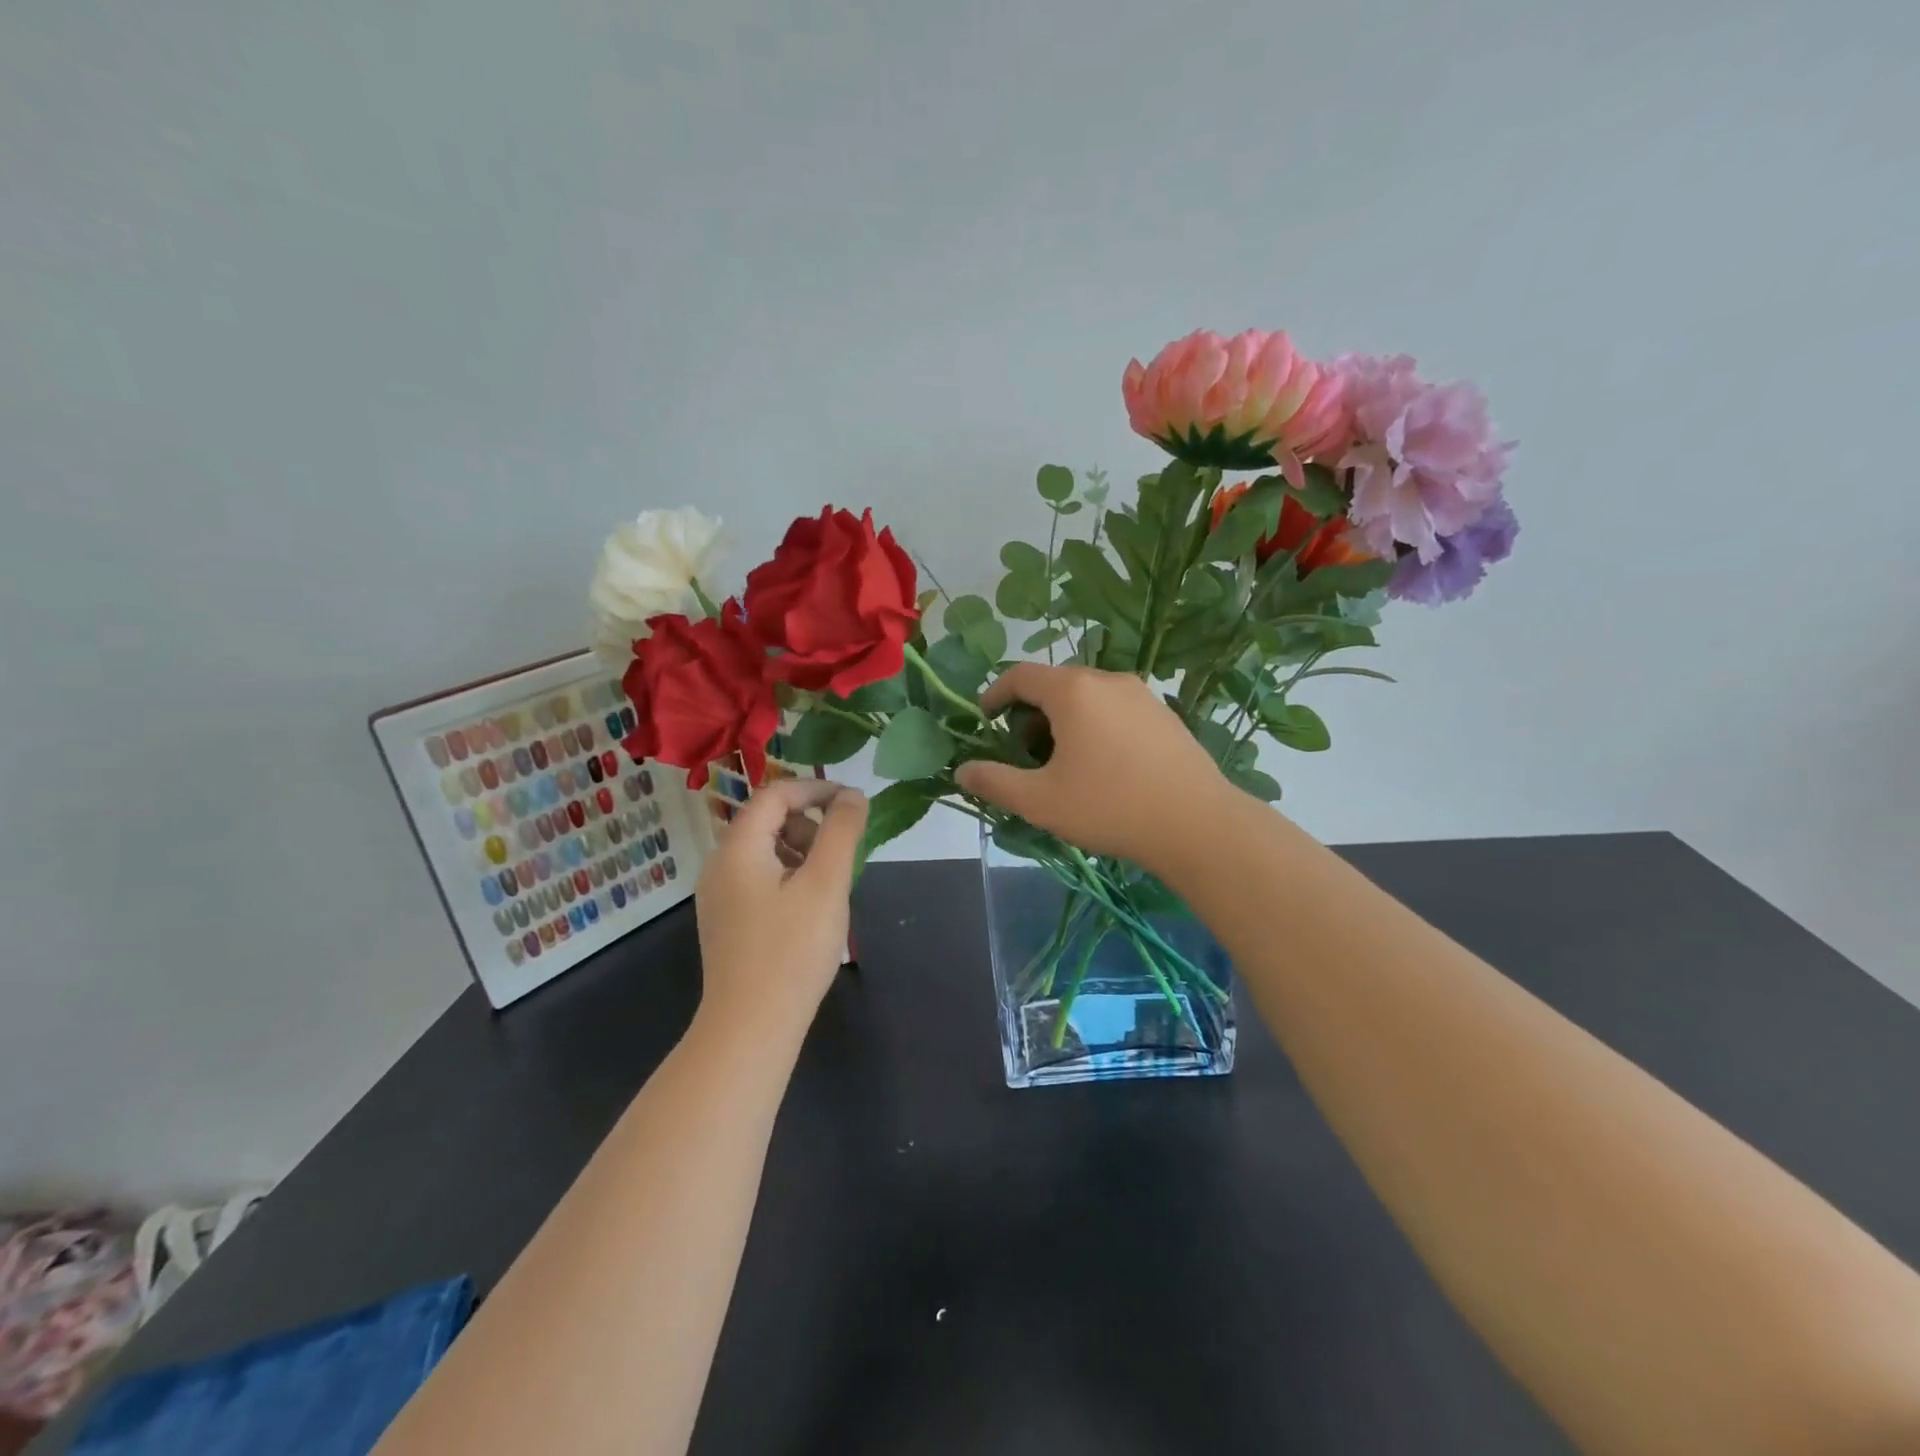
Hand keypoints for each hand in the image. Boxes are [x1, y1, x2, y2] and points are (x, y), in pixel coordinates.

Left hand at [693, 778, 866, 1043]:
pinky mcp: (726, 921)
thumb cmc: (792, 949)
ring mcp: (719, 896)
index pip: (774, 794)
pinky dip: (789, 876)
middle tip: (844, 851)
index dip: (815, 789)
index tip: (852, 802)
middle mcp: (719, 864)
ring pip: (765, 851)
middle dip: (810, 823)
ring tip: (831, 884)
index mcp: (737, 847)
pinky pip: (759, 879)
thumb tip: (852, 795)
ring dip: (802, 852)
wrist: (750, 1027)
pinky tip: (810, 909)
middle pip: (767, 820)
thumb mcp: (826, 883)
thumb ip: (841, 831)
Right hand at [955, 664, 1234, 872]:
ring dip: (1063, 721)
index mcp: (1073, 690)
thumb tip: (962, 771)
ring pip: (1087, 697)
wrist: (1196, 824)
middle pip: (1054, 684)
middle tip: (1025, 755)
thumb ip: (995, 781)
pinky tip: (1104, 767)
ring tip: (1064, 765)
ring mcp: (1142, 694)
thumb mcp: (1040, 801)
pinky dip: (1095, 726)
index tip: (985, 721)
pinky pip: (1115, 709)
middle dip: (1030, 714)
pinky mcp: (1164, 714)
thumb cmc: (1109, 807)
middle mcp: (1107, 680)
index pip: (1020, 675)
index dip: (995, 694)